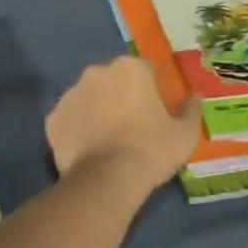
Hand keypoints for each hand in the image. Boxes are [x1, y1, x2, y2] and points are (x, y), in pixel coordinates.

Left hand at [46, 56, 201, 194]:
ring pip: (88, 97)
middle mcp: (97, 72)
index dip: (149, 90)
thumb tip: (195, 95)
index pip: (143, 71)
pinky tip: (87, 149)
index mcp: (130, 68)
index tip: (153, 112)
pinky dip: (76, 129)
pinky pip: (69, 119)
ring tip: (107, 140)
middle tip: (130, 126)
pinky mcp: (52, 118)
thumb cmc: (152, 150)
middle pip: (112, 80)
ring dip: (96, 110)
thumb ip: (191, 109)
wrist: (108, 179)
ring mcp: (70, 93)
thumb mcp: (185, 133)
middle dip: (119, 96)